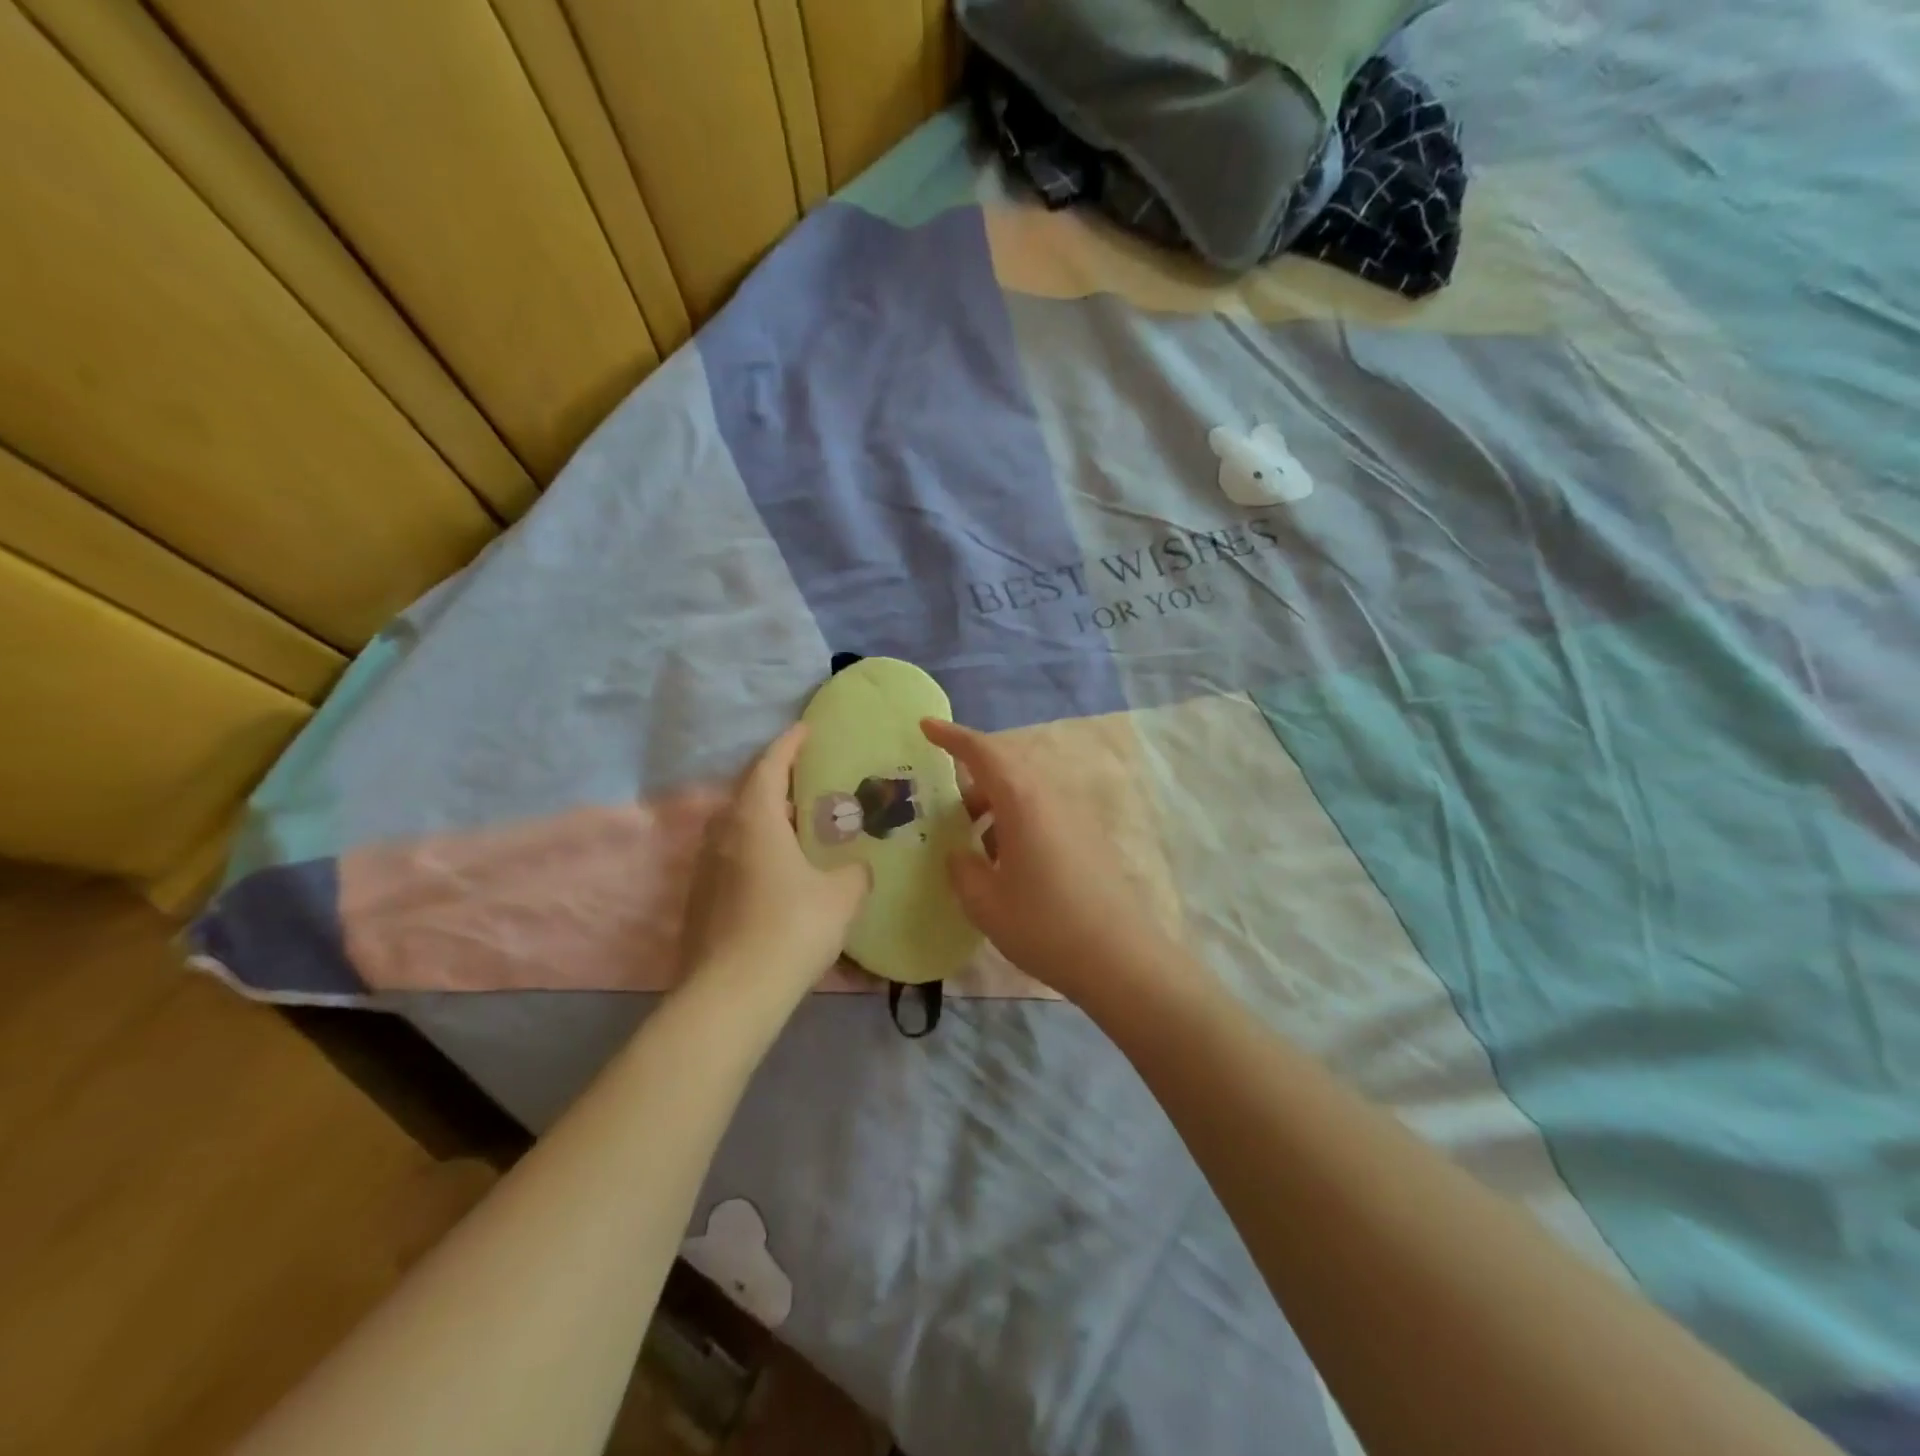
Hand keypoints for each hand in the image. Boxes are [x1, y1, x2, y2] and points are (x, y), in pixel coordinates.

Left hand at [680, 724, 869, 1004]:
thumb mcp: (841, 896)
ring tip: (796, 825)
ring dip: (764, 817)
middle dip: (776, 779)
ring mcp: (705, 867)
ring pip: (736, 826)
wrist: (730, 996)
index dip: (789, 743)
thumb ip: (854, 873)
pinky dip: (754, 849)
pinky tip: (777, 872)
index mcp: (755, 819)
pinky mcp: (699, 899)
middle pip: (748, 791)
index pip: (770, 764)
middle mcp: (723, 833)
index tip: (805, 728)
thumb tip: (856, 868)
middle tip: (808, 780)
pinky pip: (730, 856)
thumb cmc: (791, 929)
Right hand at [920, 718, 1173, 1000]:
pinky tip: (1006, 864)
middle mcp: (1051, 796)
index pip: (983, 752)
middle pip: (1006, 769)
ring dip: (994, 807)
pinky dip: (1016, 824)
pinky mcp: (1088, 837)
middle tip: (945, 807)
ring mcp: (1075, 815)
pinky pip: (1042, 813)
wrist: (1120, 958)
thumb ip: (962, 869)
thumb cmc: (1045, 925)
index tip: (925, 726)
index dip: (951, 736)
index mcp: (1022, 800)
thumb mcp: (985, 902)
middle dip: (972, 780)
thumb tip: (961, 853)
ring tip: (973, 844)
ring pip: (1025, 793)